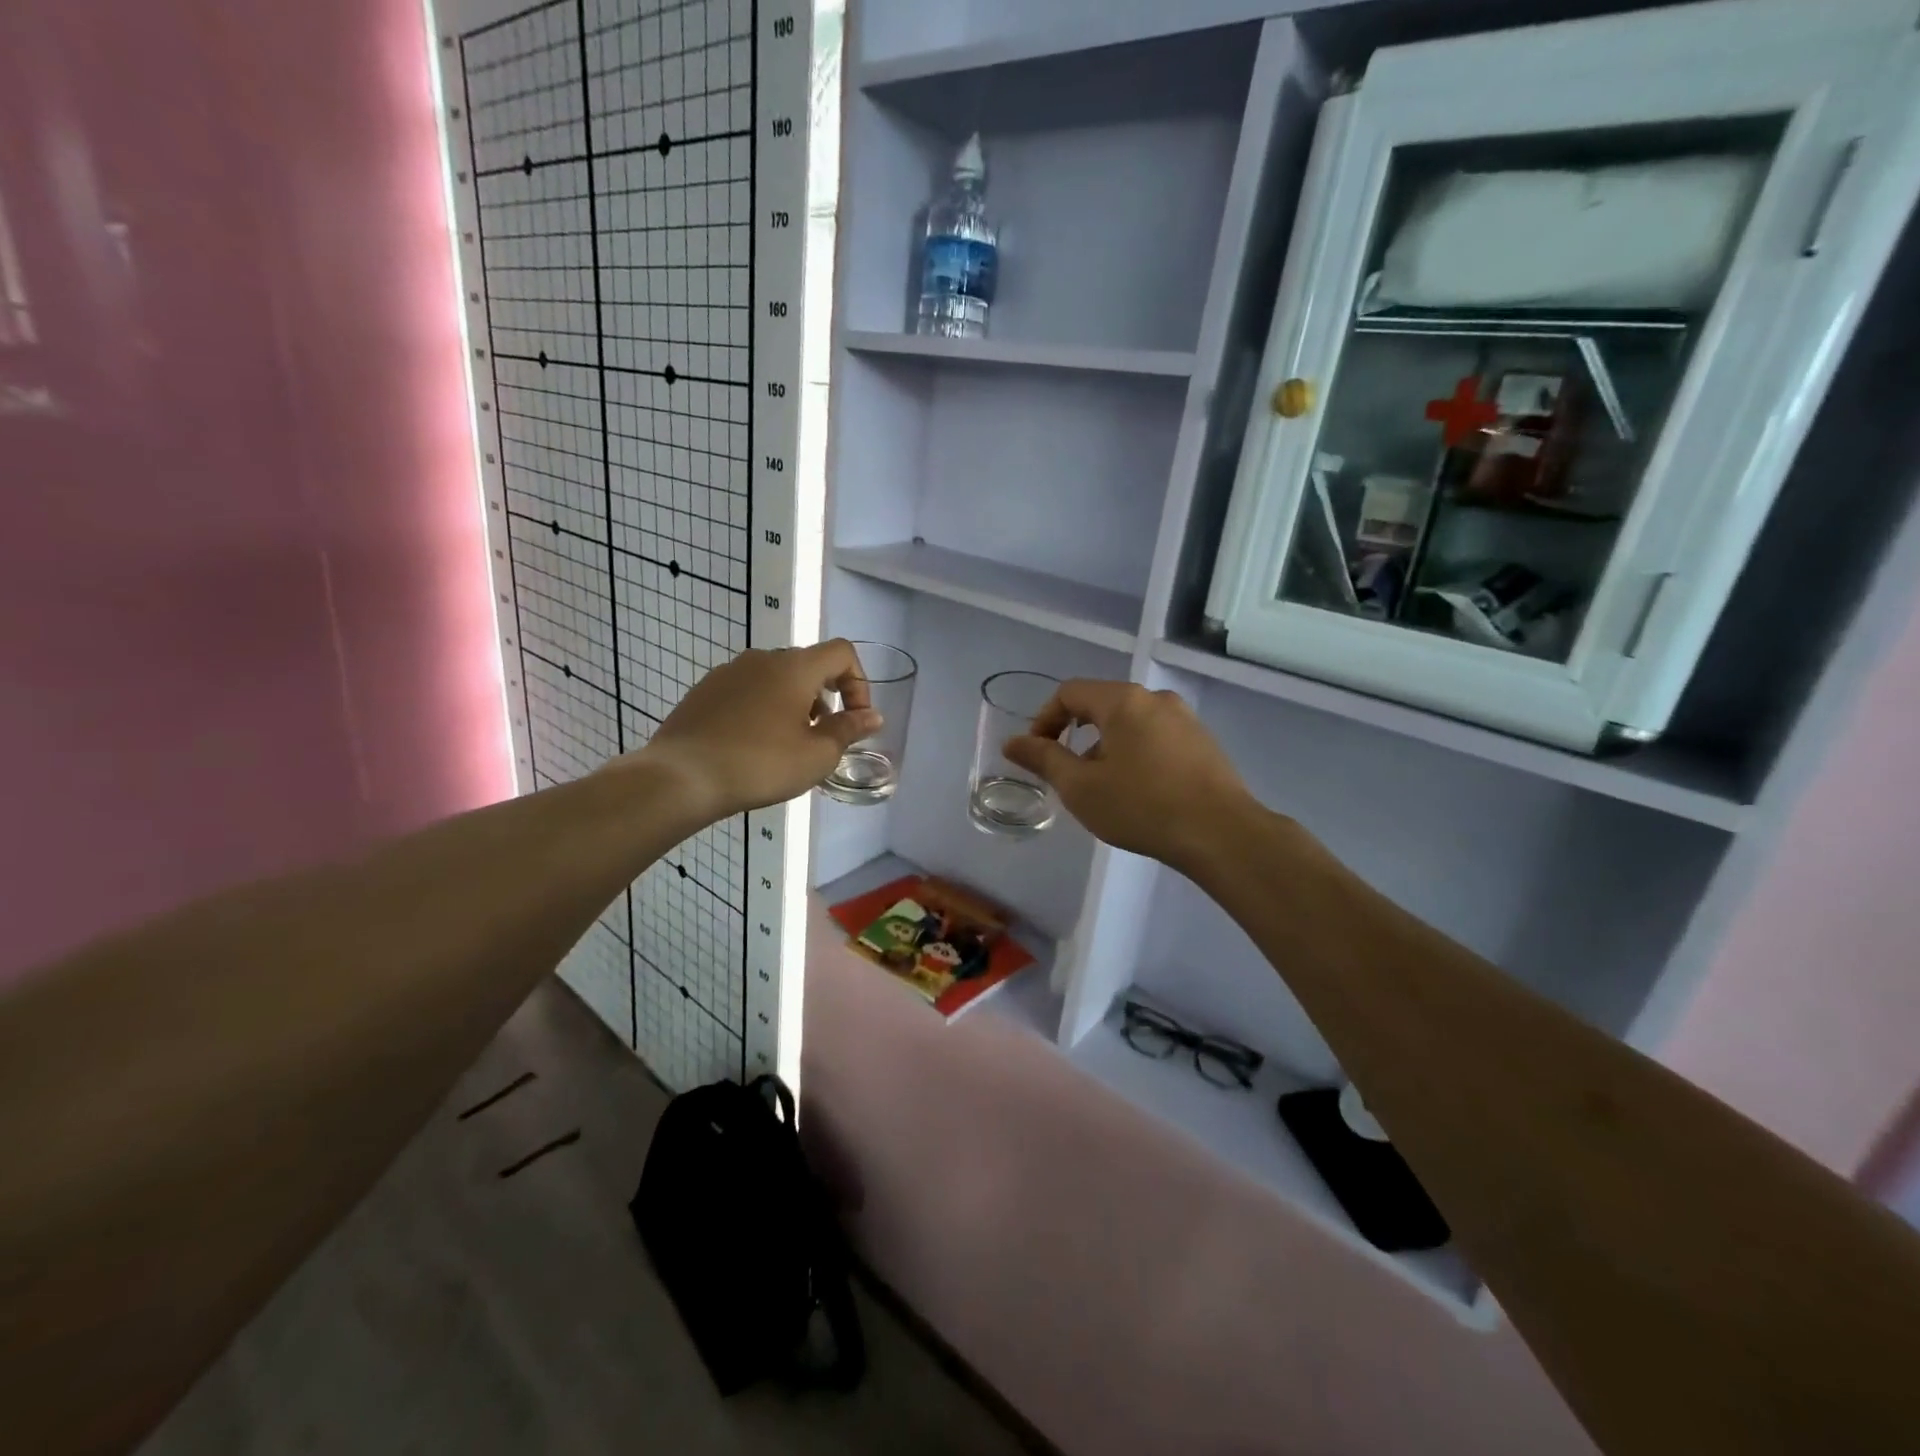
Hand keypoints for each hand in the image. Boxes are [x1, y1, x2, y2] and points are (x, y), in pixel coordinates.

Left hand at [629, 640, 881, 822]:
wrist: (682, 777)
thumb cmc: (760, 765)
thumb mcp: (817, 755)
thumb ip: (849, 730)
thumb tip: (872, 716)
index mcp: (795, 667)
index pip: (841, 652)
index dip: (859, 682)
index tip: (855, 719)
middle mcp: (762, 659)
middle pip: (808, 665)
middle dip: (827, 697)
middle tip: (824, 736)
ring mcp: (728, 672)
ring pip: (776, 678)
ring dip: (794, 703)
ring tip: (788, 744)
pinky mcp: (704, 691)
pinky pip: (747, 690)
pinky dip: (763, 708)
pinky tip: (753, 744)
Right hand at [1003, 680, 1253, 872]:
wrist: (1221, 833)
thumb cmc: (1142, 806)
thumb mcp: (1081, 787)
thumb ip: (1044, 759)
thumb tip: (1012, 742)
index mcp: (1123, 701)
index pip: (1069, 693)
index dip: (1044, 720)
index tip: (1037, 754)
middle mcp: (1156, 699)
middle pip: (1101, 705)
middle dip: (1076, 736)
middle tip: (1068, 775)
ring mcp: (1185, 719)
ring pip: (1130, 723)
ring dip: (1106, 748)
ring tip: (1103, 789)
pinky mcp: (1203, 742)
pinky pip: (1155, 737)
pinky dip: (1135, 754)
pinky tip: (1139, 792)